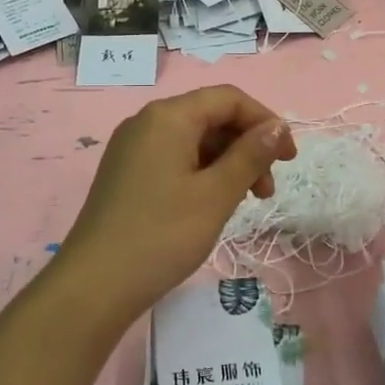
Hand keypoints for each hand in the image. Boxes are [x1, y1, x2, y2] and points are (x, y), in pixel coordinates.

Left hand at [49, 86, 296, 335]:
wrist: (94, 285)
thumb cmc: (162, 235)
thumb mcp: (216, 194)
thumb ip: (251, 155)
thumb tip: (277, 126)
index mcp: (168, 117)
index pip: (228, 99)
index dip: (264, 121)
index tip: (289, 158)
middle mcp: (147, 122)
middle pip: (210, 117)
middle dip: (247, 146)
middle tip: (267, 190)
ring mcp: (132, 148)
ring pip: (193, 140)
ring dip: (227, 163)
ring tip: (246, 202)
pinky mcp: (126, 173)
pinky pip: (174, 158)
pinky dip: (203, 173)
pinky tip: (213, 204)